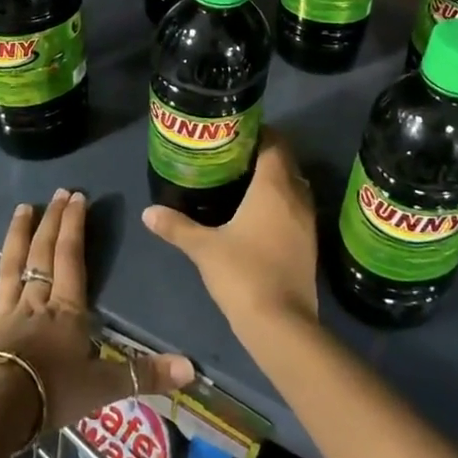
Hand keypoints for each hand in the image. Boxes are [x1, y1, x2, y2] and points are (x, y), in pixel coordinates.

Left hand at [0, 188, 194, 433]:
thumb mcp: (103, 387)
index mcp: (66, 309)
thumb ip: (145, 375)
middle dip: (51, 221)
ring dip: (17, 236)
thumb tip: (192, 369)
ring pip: (11, 266)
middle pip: (43, 253)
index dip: (75, 225)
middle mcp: (35, 301)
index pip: (71, 257)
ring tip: (22, 209)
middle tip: (56, 193)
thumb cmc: (51, 393)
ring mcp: (3, 313)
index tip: (77, 196)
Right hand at [143, 129, 320, 341]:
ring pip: (294, 186)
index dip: (258, 133)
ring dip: (275, 180)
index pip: (274, 143)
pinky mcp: (309, 244)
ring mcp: (307, 222)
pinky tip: (258, 216)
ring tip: (243, 182)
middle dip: (264, 154)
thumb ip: (177, 226)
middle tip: (233, 156)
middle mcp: (296, 197)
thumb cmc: (243, 273)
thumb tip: (148, 212)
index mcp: (274, 186)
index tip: (235, 133)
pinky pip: (296, 209)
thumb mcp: (203, 248)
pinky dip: (282, 204)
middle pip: (286, 162)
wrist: (281, 324)